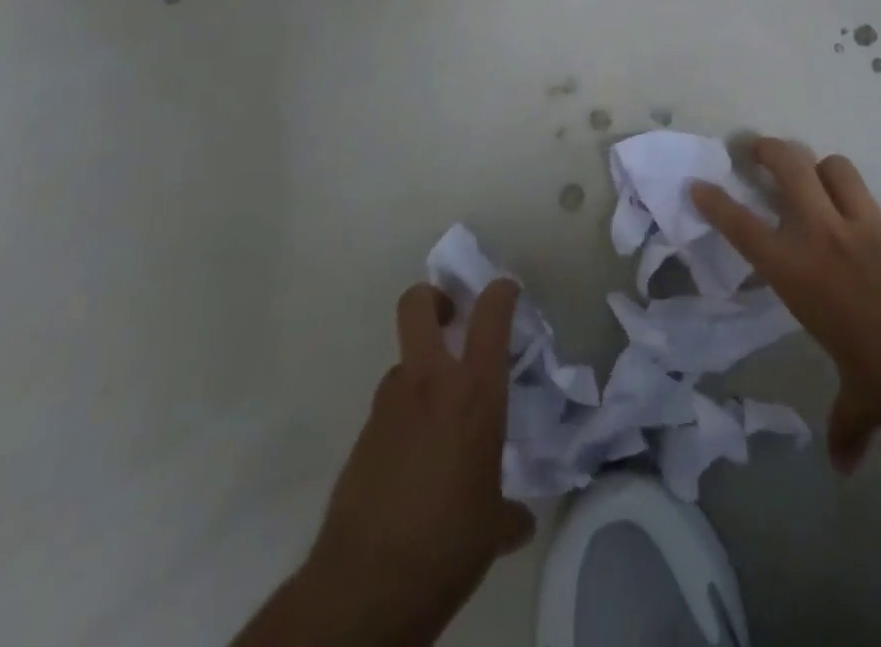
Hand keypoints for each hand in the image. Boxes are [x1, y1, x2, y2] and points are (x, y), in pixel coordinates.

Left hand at [302, 279, 534, 645]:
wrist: (364, 588)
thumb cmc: (448, 543)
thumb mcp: (493, 528)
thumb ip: (509, 512)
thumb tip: (519, 522)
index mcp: (474, 391)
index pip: (490, 315)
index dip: (500, 292)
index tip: (507, 291)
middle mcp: (430, 383)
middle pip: (417, 305)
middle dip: (433, 298)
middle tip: (451, 317)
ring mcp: (389, 406)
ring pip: (403, 364)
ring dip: (420, 375)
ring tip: (437, 418)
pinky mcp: (361, 437)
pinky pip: (389, 410)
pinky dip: (403, 421)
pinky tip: (414, 464)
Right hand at [691, 137, 880, 472]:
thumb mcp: (862, 402)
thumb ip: (847, 424)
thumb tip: (845, 465)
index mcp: (800, 272)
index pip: (744, 227)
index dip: (717, 202)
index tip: (698, 183)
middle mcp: (828, 235)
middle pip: (791, 166)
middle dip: (770, 149)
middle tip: (759, 149)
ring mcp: (872, 224)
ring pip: (838, 168)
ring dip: (824, 169)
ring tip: (821, 181)